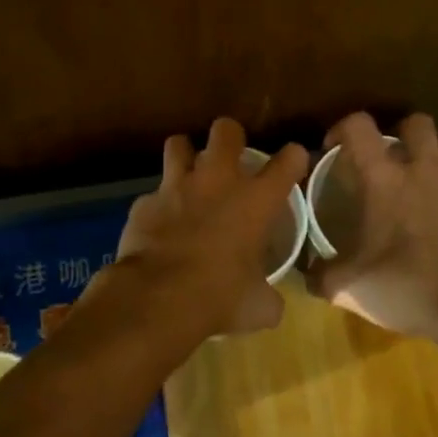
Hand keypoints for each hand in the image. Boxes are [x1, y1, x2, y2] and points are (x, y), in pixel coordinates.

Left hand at [108, 118, 308, 337]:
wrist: (157, 298)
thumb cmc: (219, 298)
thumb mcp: (258, 306)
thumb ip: (268, 296)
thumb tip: (270, 302)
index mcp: (256, 200)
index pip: (288, 160)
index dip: (293, 158)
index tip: (292, 162)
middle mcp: (218, 180)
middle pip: (226, 130)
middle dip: (230, 137)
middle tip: (230, 156)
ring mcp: (176, 186)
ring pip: (178, 144)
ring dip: (185, 156)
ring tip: (188, 174)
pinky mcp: (144, 201)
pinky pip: (153, 192)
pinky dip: (158, 204)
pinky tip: (159, 222)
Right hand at [308, 113, 437, 340]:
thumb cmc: (406, 285)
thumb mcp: (350, 288)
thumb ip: (323, 276)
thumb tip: (308, 275)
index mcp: (383, 179)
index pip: (359, 127)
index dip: (343, 129)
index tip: (334, 149)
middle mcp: (423, 169)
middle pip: (415, 123)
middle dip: (399, 132)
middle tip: (387, 159)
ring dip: (434, 151)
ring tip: (422, 175)